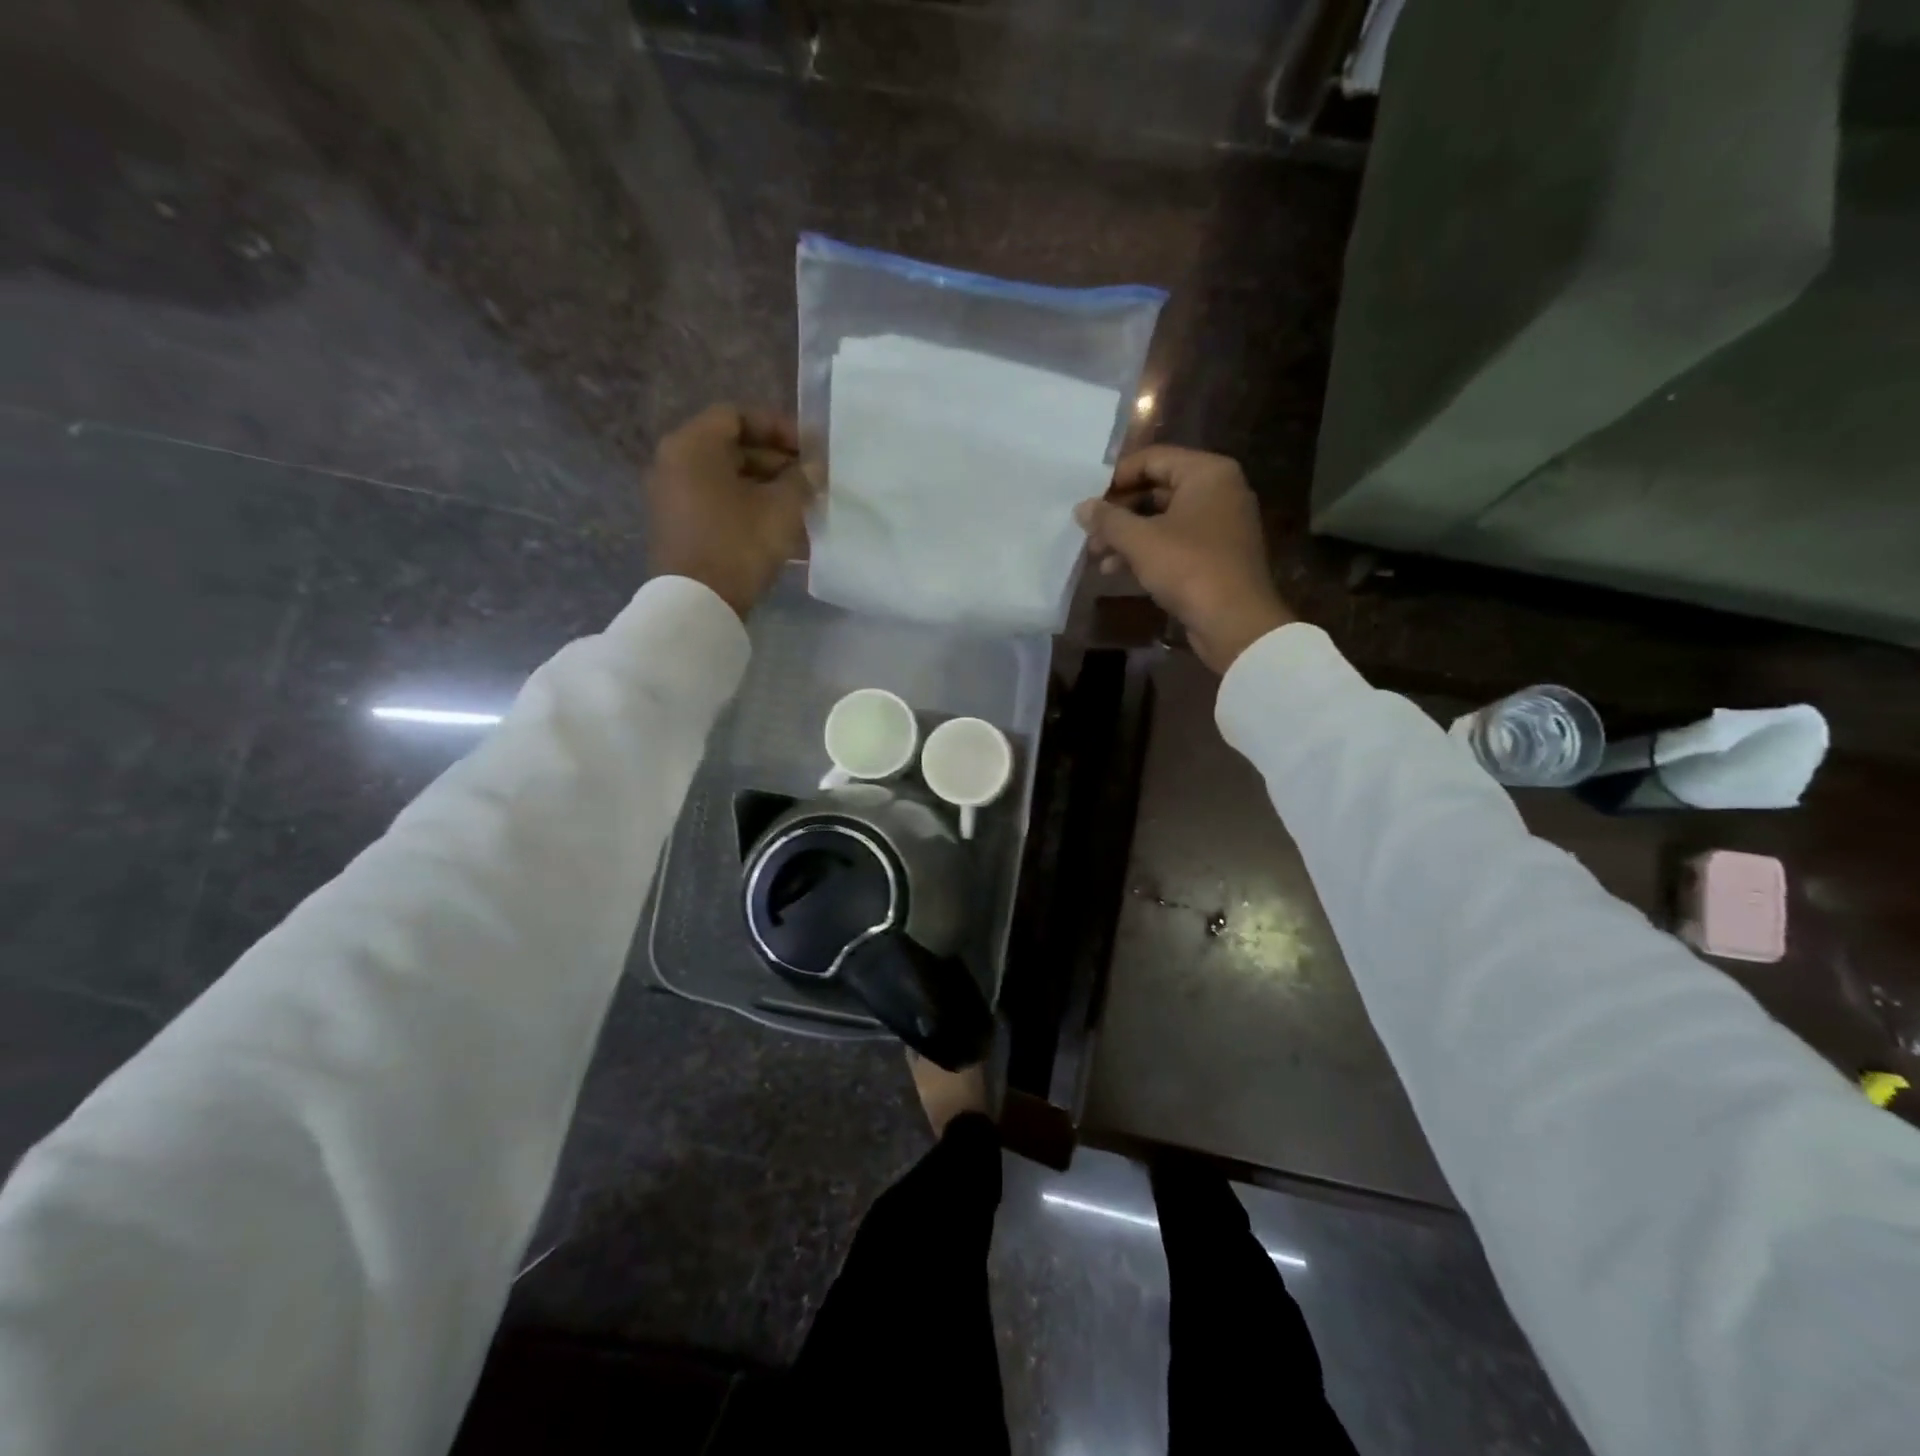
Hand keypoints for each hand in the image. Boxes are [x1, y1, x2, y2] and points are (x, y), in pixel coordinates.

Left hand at [647, 403, 812, 619]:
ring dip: (766, 487)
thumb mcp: (781, 509)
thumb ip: (802, 480)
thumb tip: (814, 468)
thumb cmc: (739, 544)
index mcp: (693, 446)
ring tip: (802, 506)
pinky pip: (718, 503)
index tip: (808, 449)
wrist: (697, 604)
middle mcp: (675, 463)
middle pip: (731, 448)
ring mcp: (672, 496)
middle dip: (775, 461)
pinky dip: (748, 507)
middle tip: (810, 479)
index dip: (777, 427)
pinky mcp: (678, 526)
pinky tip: (781, 527)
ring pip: (727, 479)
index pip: (738, 416)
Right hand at [1075, 446, 1292, 673]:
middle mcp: (1218, 491)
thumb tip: (1081, 507)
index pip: (1153, 458)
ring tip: (1095, 555)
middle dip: (1119, 512)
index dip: (1116, 477)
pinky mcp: (1214, 555)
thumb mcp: (1140, 541)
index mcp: (1207, 473)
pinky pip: (1173, 543)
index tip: (1088, 499)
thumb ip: (1108, 519)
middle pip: (1156, 489)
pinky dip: (1146, 552)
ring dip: (1127, 536)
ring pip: (1162, 520)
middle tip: (1089, 532)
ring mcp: (1218, 524)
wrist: (1234, 622)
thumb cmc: (1188, 568)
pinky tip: (1116, 570)